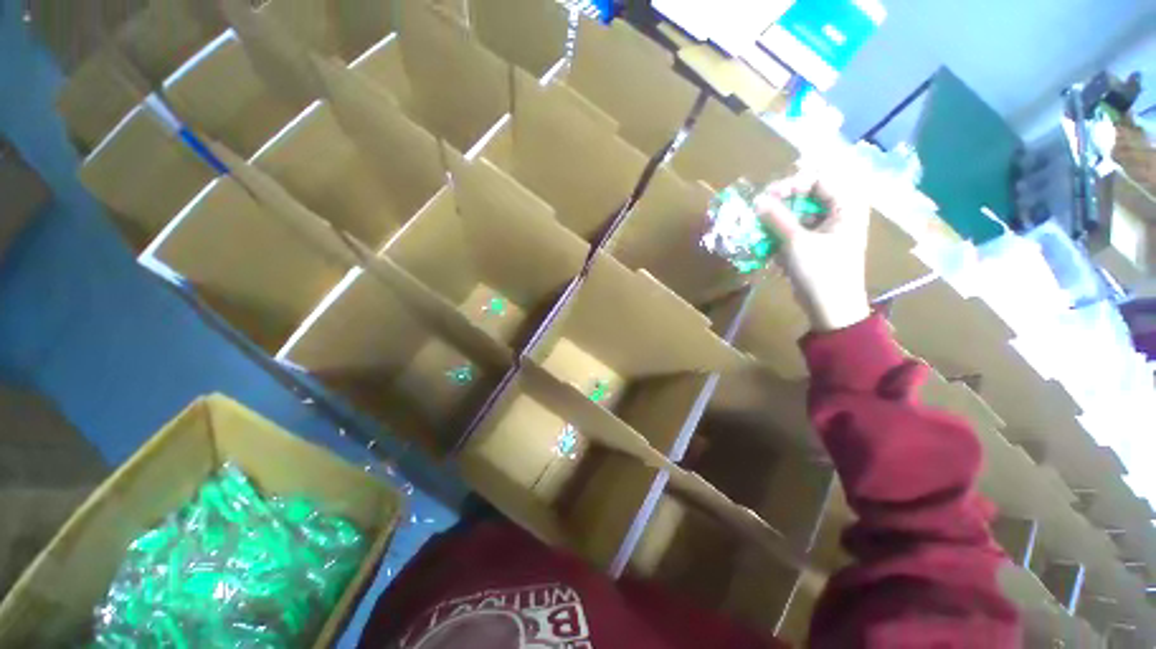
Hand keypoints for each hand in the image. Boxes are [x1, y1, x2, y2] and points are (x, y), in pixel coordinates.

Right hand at [755, 173, 870, 331]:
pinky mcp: (814, 243)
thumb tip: (756, 200)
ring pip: (798, 212)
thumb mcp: (796, 242)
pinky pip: (795, 229)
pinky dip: (779, 233)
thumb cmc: (821, 272)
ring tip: (759, 229)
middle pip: (806, 194)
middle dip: (780, 202)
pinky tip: (767, 242)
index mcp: (846, 205)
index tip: (766, 197)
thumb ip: (776, 218)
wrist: (831, 307)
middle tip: (758, 211)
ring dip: (776, 219)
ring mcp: (826, 228)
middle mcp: (838, 212)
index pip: (817, 178)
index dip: (790, 183)